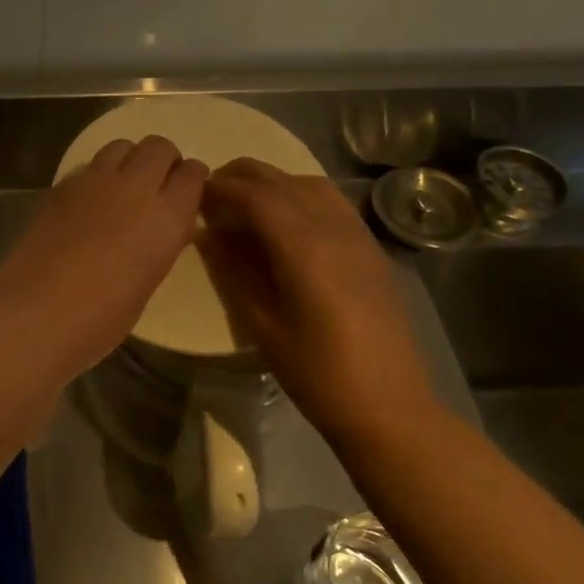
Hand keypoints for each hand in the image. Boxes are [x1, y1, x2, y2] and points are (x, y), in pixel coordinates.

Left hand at [0, 135, 207, 392]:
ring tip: (124, 187)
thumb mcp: (148, 283)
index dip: (194, 178)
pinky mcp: (61, 186)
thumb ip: (160, 244)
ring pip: (122, 146)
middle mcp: (135, 188)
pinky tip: (91, 201)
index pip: (193, 174)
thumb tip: (162, 227)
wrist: (36, 315)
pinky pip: (90, 165)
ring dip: (130, 159)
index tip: (189, 190)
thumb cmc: (100, 319)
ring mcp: (94, 181)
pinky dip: (99, 174)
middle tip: (158, 185)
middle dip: (164, 160)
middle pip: (158, 146)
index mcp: (166, 217)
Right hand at [199, 159, 438, 443]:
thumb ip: (234, 272)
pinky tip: (286, 219)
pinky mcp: (371, 249)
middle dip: (243, 177)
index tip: (194, 192)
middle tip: (211, 190)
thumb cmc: (317, 374)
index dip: (222, 188)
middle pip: (284, 181)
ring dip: (274, 182)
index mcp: (305, 248)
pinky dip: (300, 195)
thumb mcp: (262, 326)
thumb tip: (208, 234)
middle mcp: (334, 229)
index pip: (257, 196)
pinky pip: (332, 202)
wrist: (390, 407)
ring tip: (245, 200)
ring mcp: (358, 236)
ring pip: (311, 185)